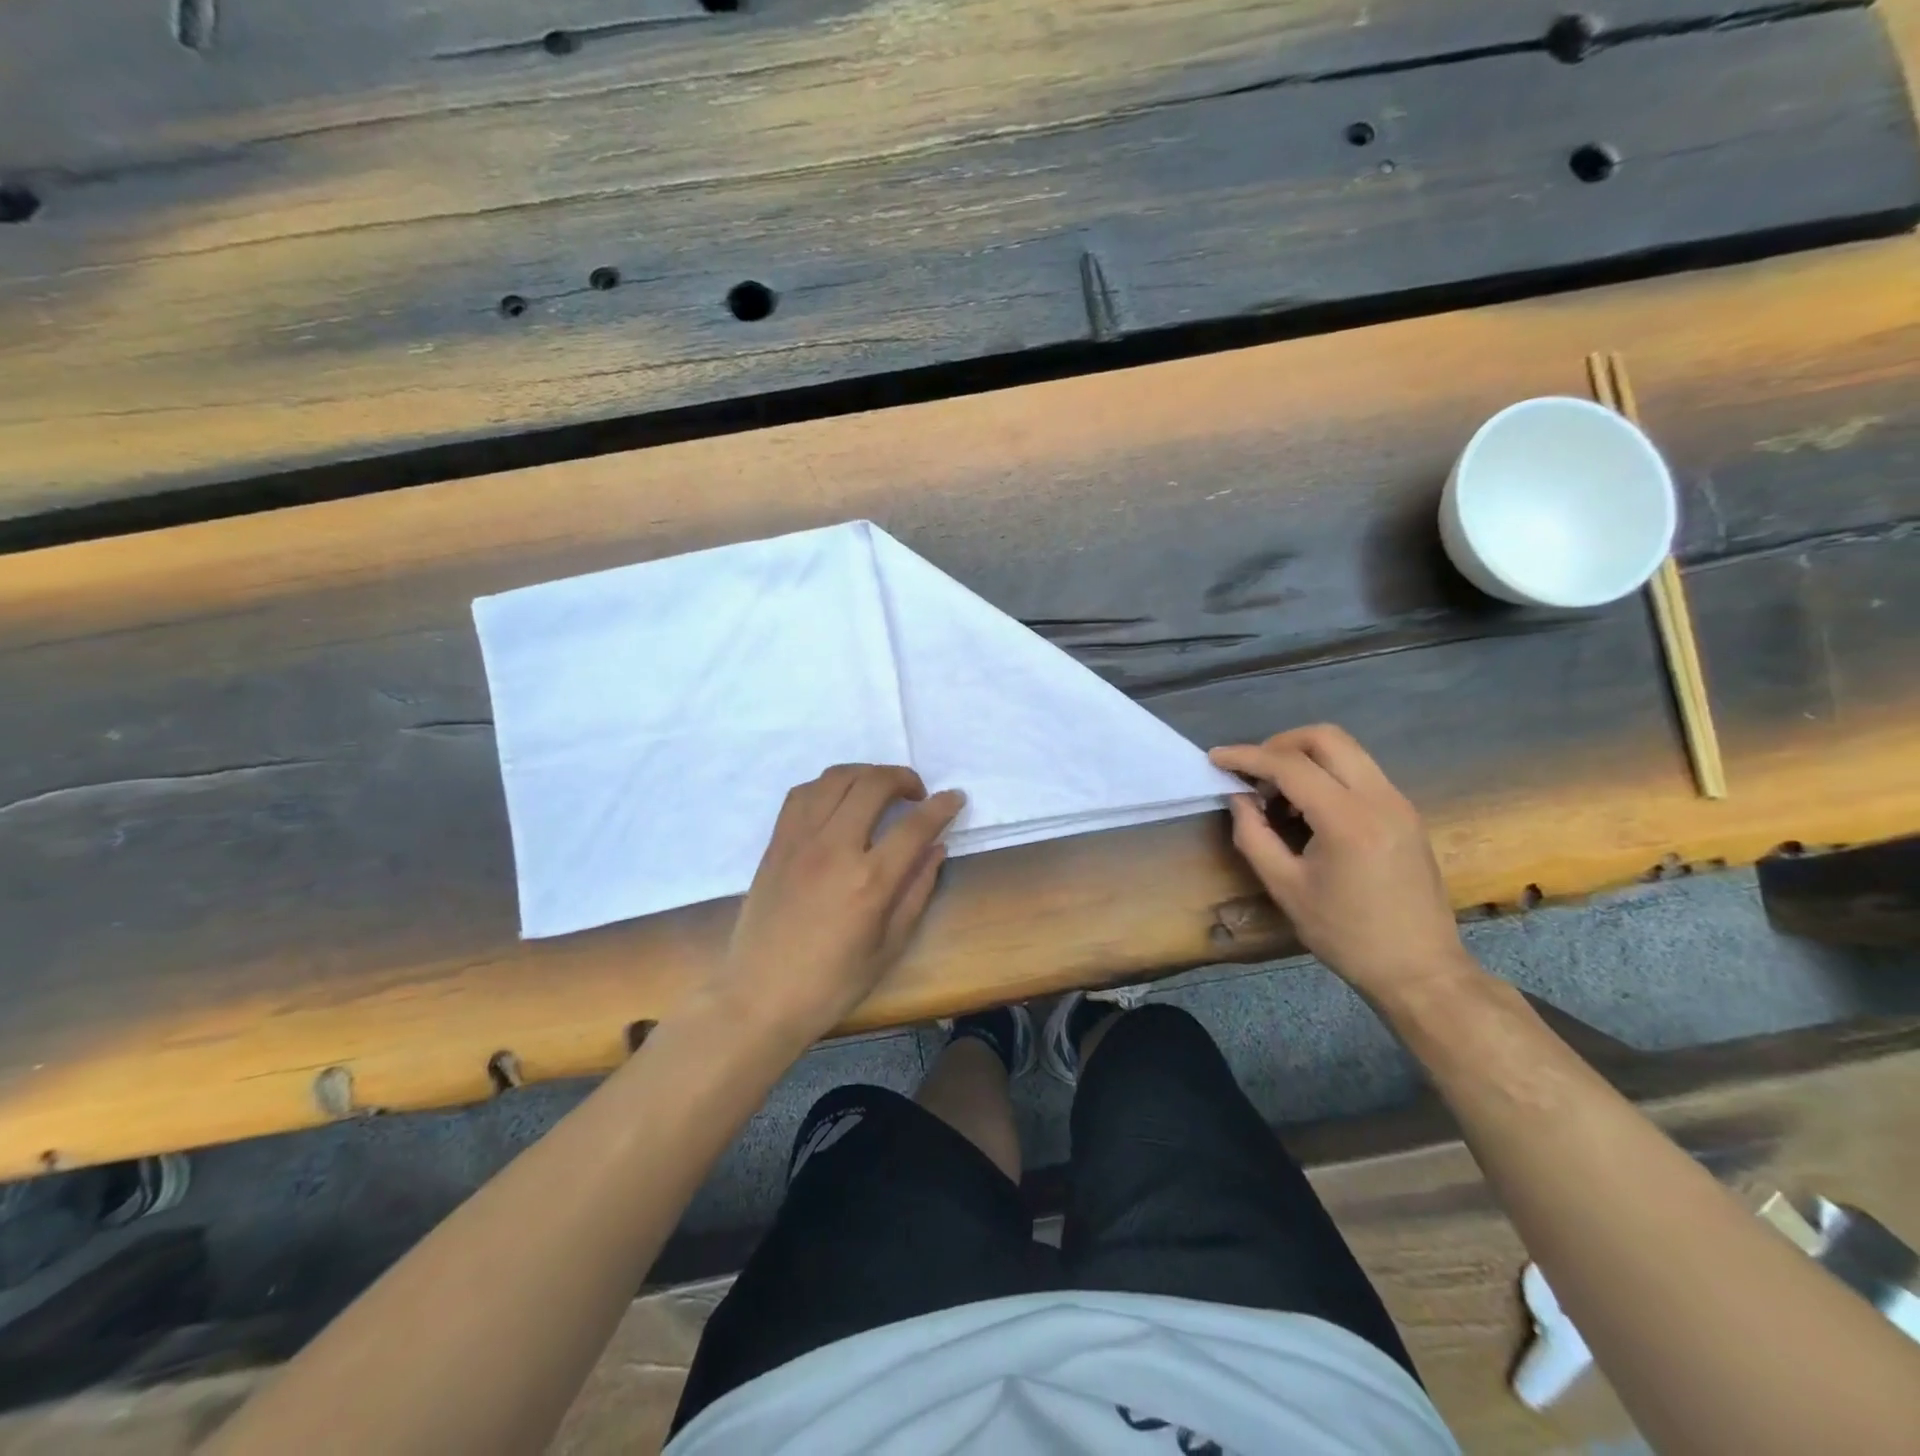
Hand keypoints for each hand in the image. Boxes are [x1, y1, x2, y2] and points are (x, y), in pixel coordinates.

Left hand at [715, 764, 964, 1045]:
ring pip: (835, 779)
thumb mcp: (889, 947)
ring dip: (866, 773)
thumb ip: (917, 891)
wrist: (759, 998)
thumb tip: (936, 849)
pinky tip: (839, 800)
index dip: (942, 806)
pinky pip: (802, 794)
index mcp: (869, 882)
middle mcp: (834, 849)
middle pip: (873, 785)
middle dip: (904, 778)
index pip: (915, 826)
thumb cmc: (831, 984)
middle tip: (917, 794)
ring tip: (880, 790)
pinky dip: (828, 785)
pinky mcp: (776, 844)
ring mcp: (799, 841)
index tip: (955, 798)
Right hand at [1208, 725, 1473, 1003]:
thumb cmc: (1345, 935)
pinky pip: (1360, 771)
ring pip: (1346, 750)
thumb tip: (1238, 797)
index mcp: (1348, 820)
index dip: (1247, 756)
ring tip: (1276, 794)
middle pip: (1325, 737)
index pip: (1290, 765)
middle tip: (1252, 772)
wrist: (1420, 969)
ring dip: (1304, 758)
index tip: (1215, 758)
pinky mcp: (1406, 812)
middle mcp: (1379, 798)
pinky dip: (1326, 774)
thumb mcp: (1285, 887)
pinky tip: (1307, 809)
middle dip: (1279, 744)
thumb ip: (1253, 835)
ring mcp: (1399, 802)